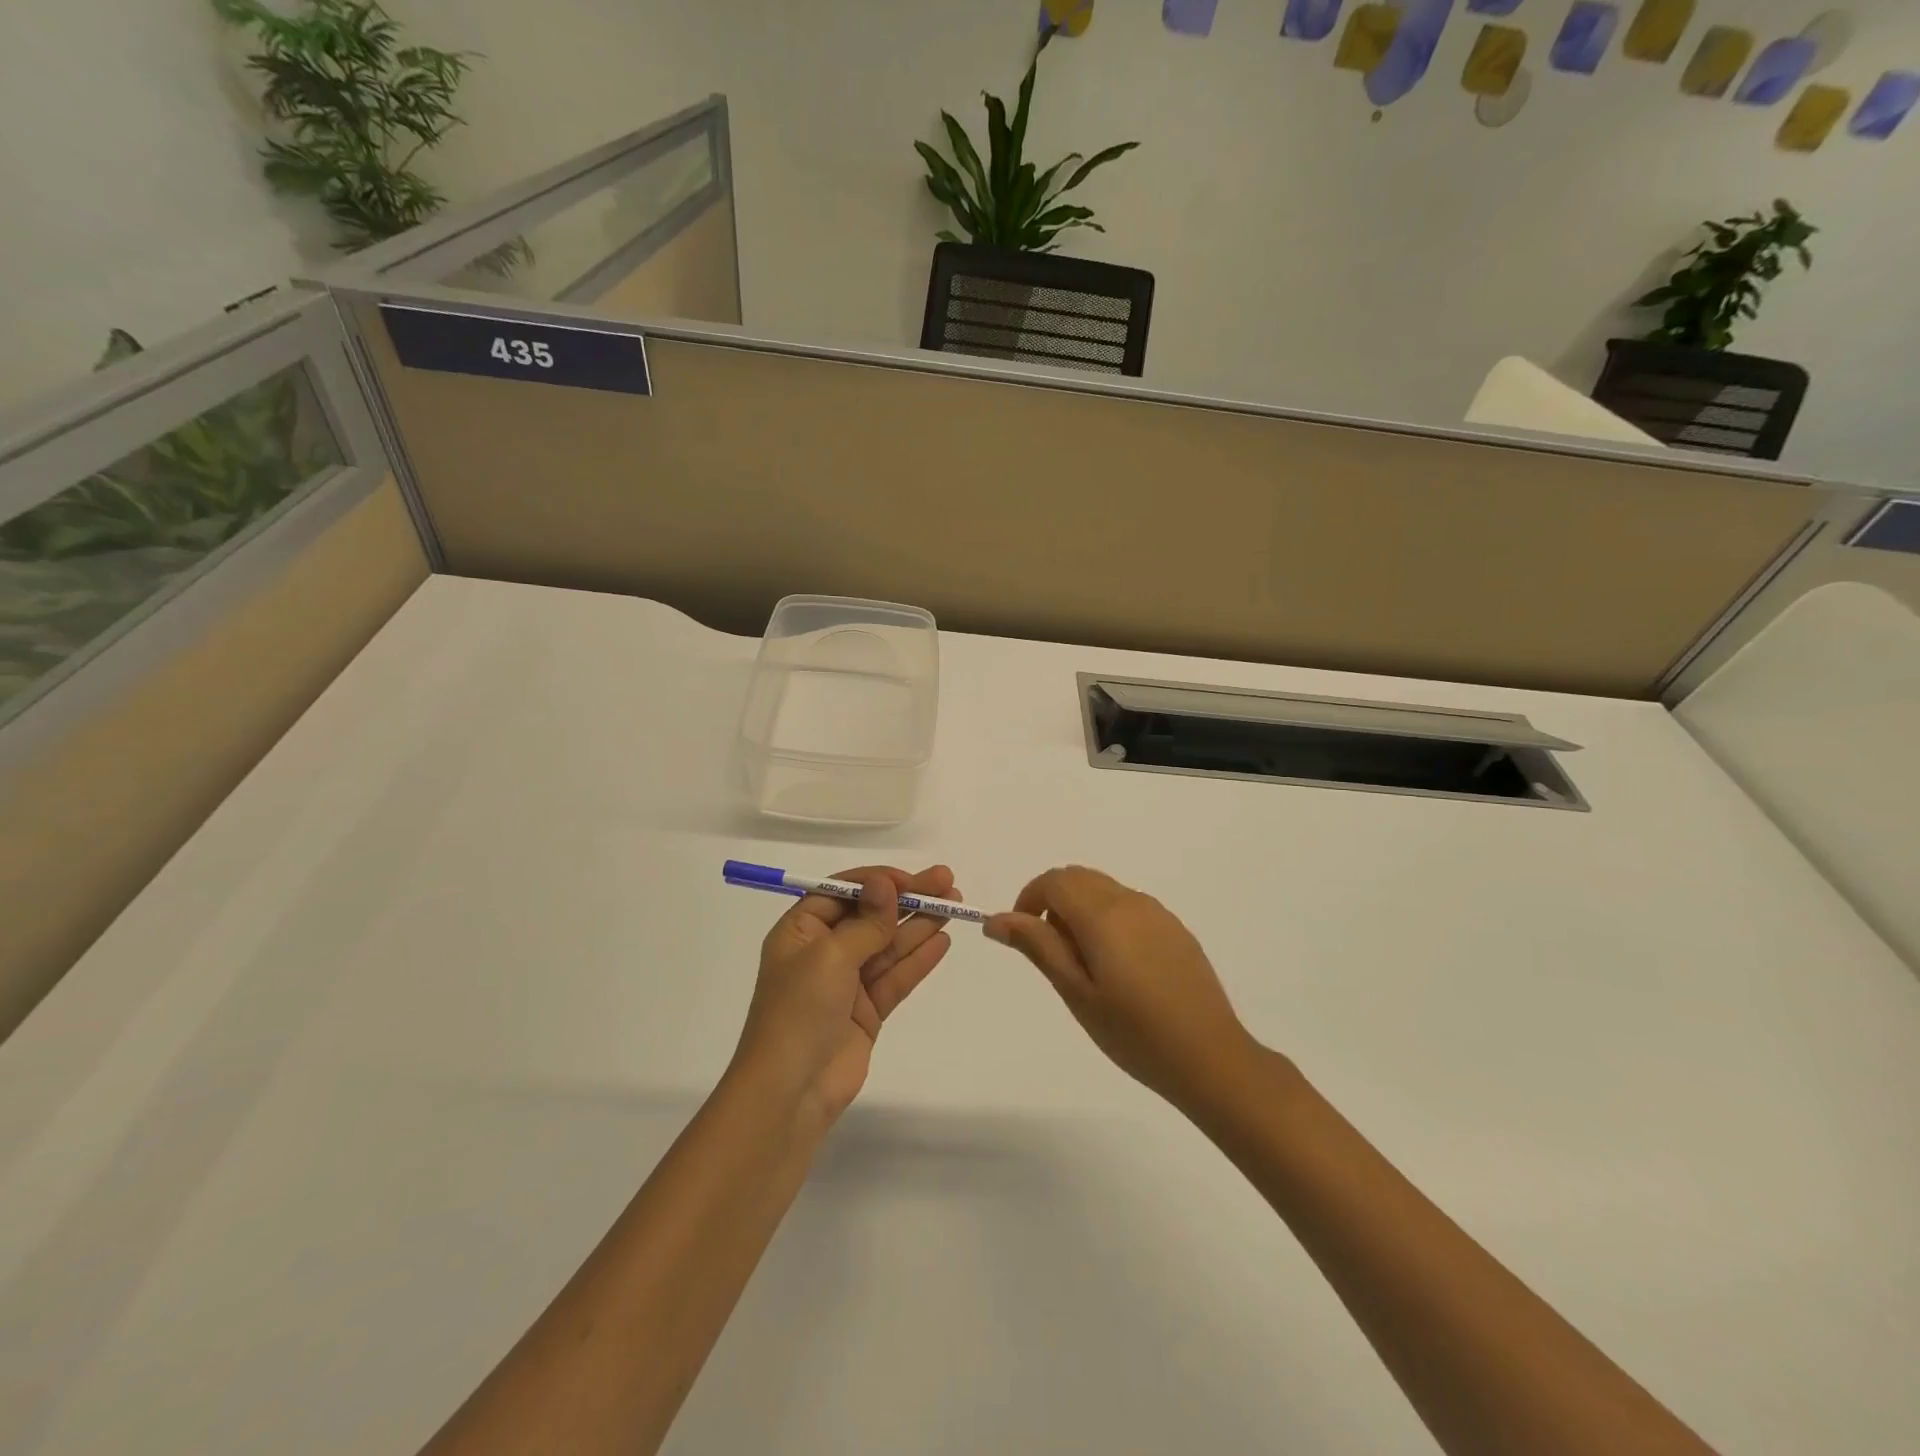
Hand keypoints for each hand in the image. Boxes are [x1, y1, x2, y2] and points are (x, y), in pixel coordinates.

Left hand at [732, 865, 956, 1128]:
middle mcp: (823, 951)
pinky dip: (918, 959)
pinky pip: (896, 977)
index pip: (843, 892)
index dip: (878, 882)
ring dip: (920, 924)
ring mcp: (846, 982)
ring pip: (889, 944)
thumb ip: (866, 922)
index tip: (912, 879)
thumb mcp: (830, 955)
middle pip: (871, 915)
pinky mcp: (867, 1011)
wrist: (791, 1091)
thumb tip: (886, 883)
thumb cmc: (799, 1010)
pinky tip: (942, 941)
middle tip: (948, 882)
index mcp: (801, 930)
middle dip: (908, 898)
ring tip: (955, 906)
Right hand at [985, 866, 1256, 1112]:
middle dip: (1054, 902)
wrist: (1210, 1057)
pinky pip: (1130, 907)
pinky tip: (1119, 969)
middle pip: (1079, 879)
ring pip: (1105, 891)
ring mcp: (1158, 913)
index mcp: (1102, 913)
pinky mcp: (1176, 929)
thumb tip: (996, 919)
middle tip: (1051, 953)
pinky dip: (1108, 920)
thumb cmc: (1132, 1031)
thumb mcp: (1075, 992)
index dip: (1029, 899)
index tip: (1023, 936)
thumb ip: (1037, 946)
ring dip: (1081, 910)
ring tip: (1084, 966)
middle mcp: (1131, 901)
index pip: (1054, 880)